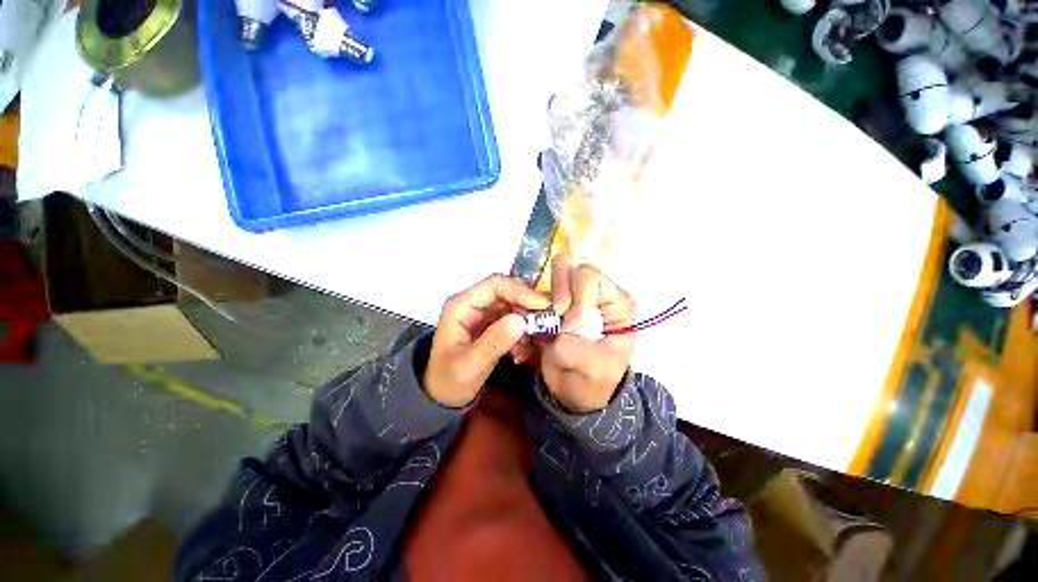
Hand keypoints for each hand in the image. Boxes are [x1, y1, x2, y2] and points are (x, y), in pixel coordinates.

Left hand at [424, 275, 549, 406]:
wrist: (443, 396)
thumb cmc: (449, 381)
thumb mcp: (470, 365)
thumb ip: (494, 342)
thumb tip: (521, 321)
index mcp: (461, 305)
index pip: (495, 285)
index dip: (521, 291)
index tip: (543, 306)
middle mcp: (473, 303)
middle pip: (508, 292)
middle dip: (528, 306)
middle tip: (546, 322)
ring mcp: (483, 313)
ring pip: (514, 305)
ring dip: (526, 321)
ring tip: (529, 344)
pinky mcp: (492, 324)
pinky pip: (514, 319)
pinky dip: (522, 332)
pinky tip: (521, 351)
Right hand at [542, 262, 635, 413]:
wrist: (576, 393)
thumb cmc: (593, 381)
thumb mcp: (592, 369)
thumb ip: (574, 345)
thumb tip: (556, 322)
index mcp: (617, 304)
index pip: (592, 280)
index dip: (576, 298)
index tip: (568, 325)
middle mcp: (597, 293)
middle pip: (572, 269)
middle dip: (557, 292)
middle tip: (553, 318)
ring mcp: (573, 295)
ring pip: (553, 275)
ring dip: (543, 296)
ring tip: (543, 321)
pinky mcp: (554, 302)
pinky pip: (538, 290)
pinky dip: (531, 303)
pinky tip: (532, 323)